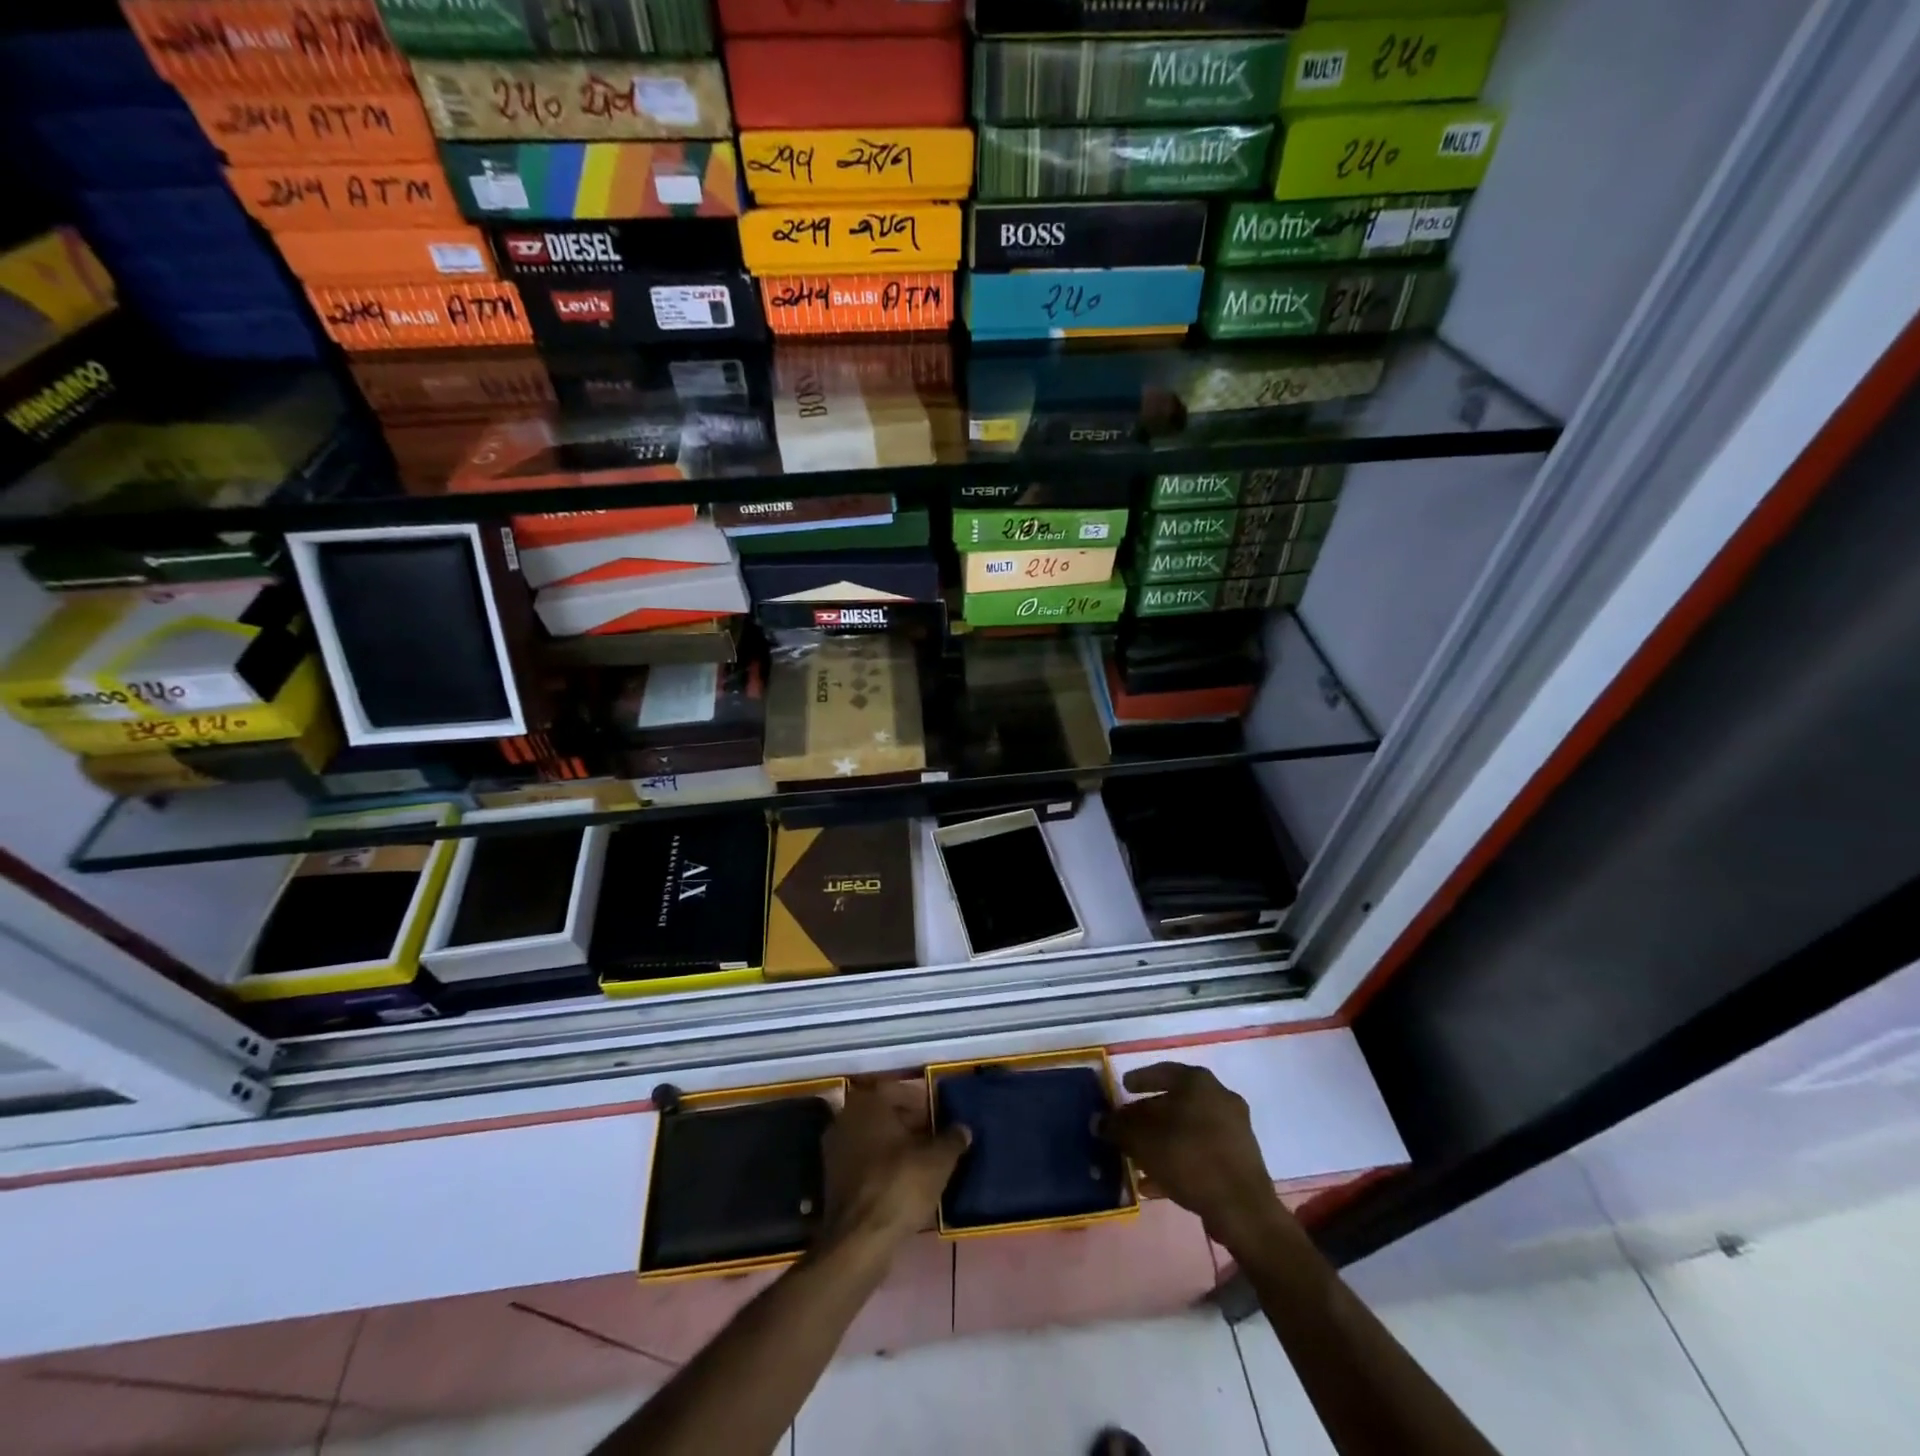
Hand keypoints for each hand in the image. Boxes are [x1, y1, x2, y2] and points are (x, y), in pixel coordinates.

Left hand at [819, 1077, 969, 1258]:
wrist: (860, 1241)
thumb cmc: (899, 1185)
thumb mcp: (938, 1160)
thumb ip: (952, 1139)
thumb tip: (962, 1129)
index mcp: (867, 1102)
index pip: (897, 1090)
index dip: (921, 1103)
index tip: (939, 1119)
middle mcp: (845, 1119)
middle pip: (883, 1114)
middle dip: (909, 1125)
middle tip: (934, 1141)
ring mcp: (835, 1151)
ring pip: (873, 1139)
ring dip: (896, 1148)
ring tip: (923, 1164)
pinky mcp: (833, 1181)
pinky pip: (864, 1163)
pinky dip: (882, 1168)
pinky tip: (903, 1184)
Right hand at [1101, 1063, 1285, 1250]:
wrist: (1243, 1209)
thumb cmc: (1189, 1159)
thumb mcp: (1143, 1141)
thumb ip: (1118, 1127)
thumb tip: (1099, 1122)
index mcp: (1199, 1083)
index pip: (1163, 1071)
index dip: (1139, 1079)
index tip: (1123, 1088)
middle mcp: (1220, 1098)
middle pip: (1175, 1102)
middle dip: (1148, 1117)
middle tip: (1127, 1127)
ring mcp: (1234, 1129)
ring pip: (1187, 1129)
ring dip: (1161, 1142)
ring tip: (1136, 1159)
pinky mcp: (1239, 1159)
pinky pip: (1201, 1152)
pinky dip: (1178, 1160)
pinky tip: (1155, 1182)